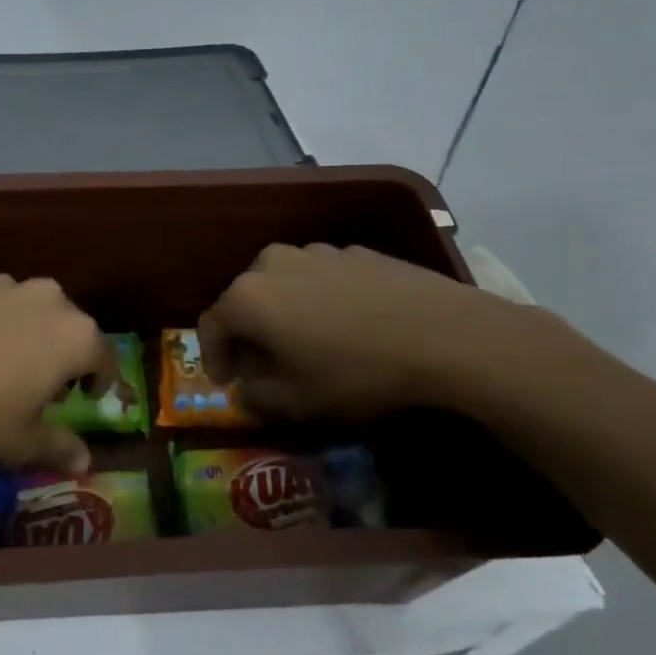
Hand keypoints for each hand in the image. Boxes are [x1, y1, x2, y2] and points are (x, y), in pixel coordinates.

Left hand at [0, 274, 118, 471]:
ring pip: (23, 307)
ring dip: (20, 330)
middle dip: (59, 351)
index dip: (99, 379)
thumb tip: (84, 462)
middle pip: (66, 324)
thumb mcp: (18, 441)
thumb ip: (58, 447)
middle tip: (38, 382)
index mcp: (73, 335)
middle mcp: (45, 298)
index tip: (85, 397)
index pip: (103, 356)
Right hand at [198, 243, 525, 420]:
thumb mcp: (295, 403)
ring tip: (309, 344)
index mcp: (247, 297)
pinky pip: (322, 279)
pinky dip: (320, 301)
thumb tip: (247, 387)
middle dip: (249, 334)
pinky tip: (348, 327)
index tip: (226, 383)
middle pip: (245, 300)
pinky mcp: (356, 251)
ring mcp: (317, 252)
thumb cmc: (355, 373)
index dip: (213, 357)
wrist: (445, 335)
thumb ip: (255, 397)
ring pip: (284, 285)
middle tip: (265, 365)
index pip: (210, 325)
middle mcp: (273, 263)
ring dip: (285, 314)